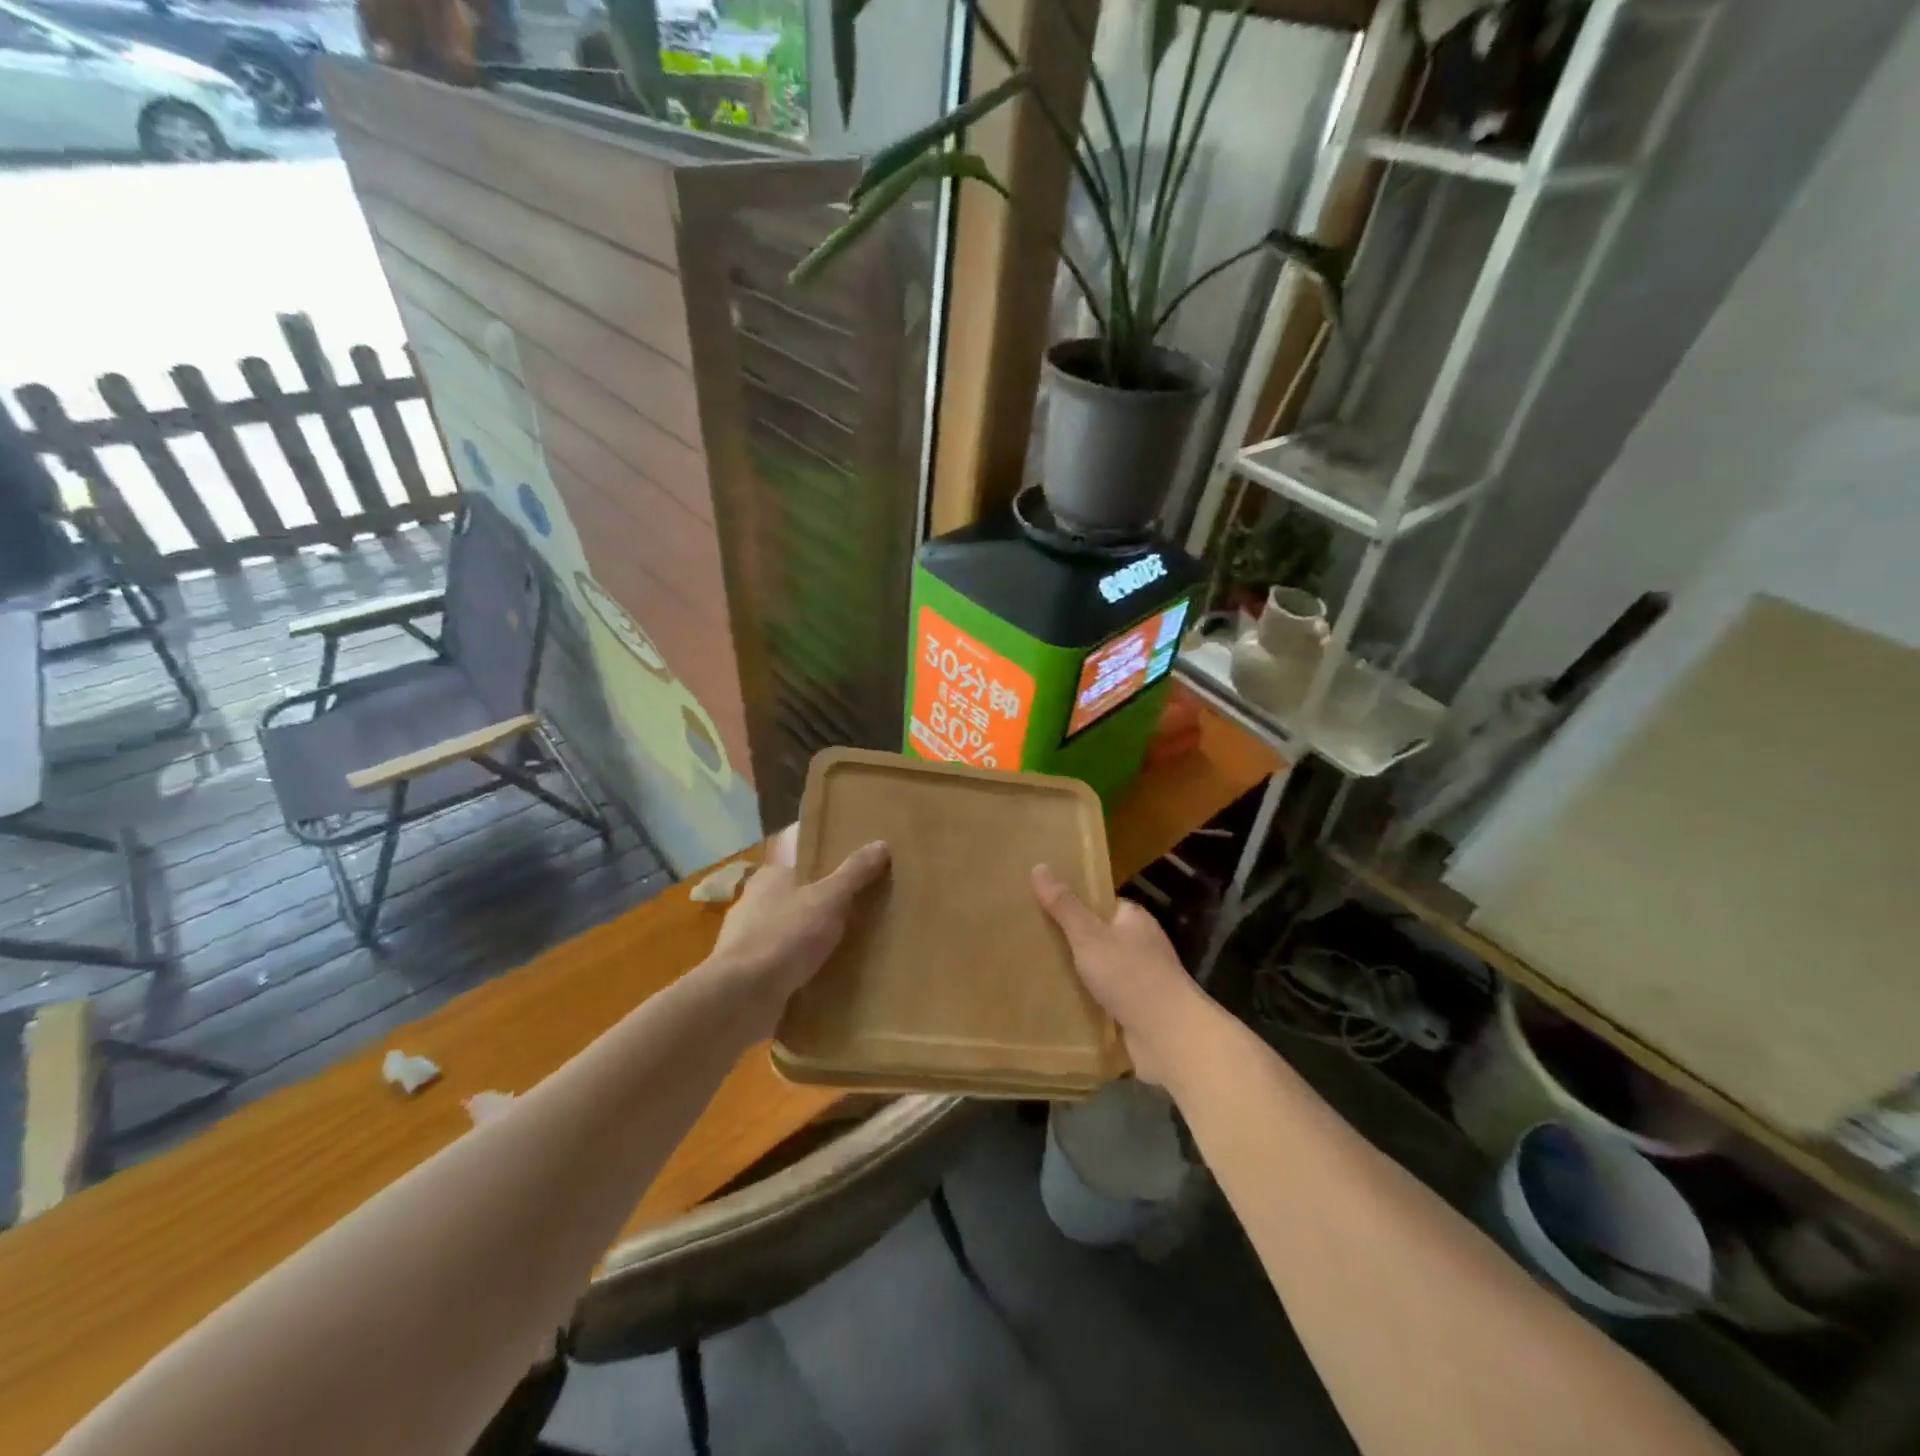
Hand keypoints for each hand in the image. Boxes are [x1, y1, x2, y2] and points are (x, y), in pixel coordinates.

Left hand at [706, 825, 889, 1036]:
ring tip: (842, 952)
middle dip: (817, 910)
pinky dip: (795, 971)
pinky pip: (778, 966)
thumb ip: (854, 873)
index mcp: (768, 877)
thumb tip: (881, 843)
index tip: (850, 884)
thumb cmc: (785, 935)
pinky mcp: (744, 975)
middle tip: (855, 918)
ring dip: (806, 943)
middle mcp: (751, 904)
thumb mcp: (830, 898)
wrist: (742, 996)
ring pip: (784, 935)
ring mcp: (744, 941)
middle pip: (792, 900)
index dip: (824, 873)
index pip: (799, 866)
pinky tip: (818, 980)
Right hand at [1032, 865, 1218, 1088]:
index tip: (1047, 906)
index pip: (1104, 904)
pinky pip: (1105, 998)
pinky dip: (1087, 1000)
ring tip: (1040, 971)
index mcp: (1135, 920)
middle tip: (1036, 940)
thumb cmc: (1130, 975)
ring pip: (1103, 970)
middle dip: (1074, 941)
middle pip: (1101, 937)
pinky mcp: (1138, 1010)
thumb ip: (1064, 906)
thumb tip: (1039, 866)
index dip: (1078, 904)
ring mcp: (1142, 980)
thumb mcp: (1089, 936)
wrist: (1169, 1036)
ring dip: (1079, 973)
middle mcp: (1142, 946)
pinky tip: (1061, 1003)